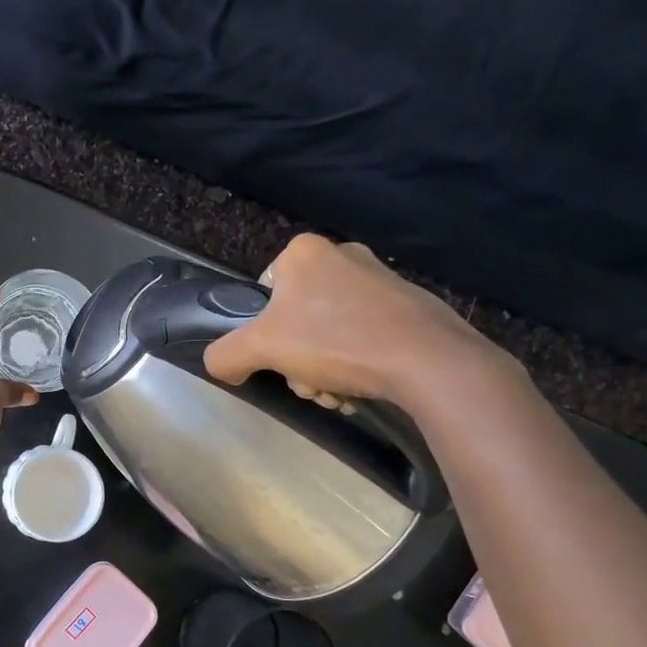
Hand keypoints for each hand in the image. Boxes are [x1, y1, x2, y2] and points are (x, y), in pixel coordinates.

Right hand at [204, 234, 509, 404]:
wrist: (426, 360)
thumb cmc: (335, 341)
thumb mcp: (260, 348)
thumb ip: (225, 354)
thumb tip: (220, 365)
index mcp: (305, 252)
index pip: (264, 293)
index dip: (263, 332)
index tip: (278, 359)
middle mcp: (344, 255)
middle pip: (297, 318)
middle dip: (297, 360)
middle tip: (310, 385)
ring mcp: (381, 280)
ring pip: (330, 332)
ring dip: (324, 369)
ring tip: (338, 393)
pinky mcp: (410, 306)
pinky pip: (365, 336)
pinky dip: (357, 364)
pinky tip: (363, 387)